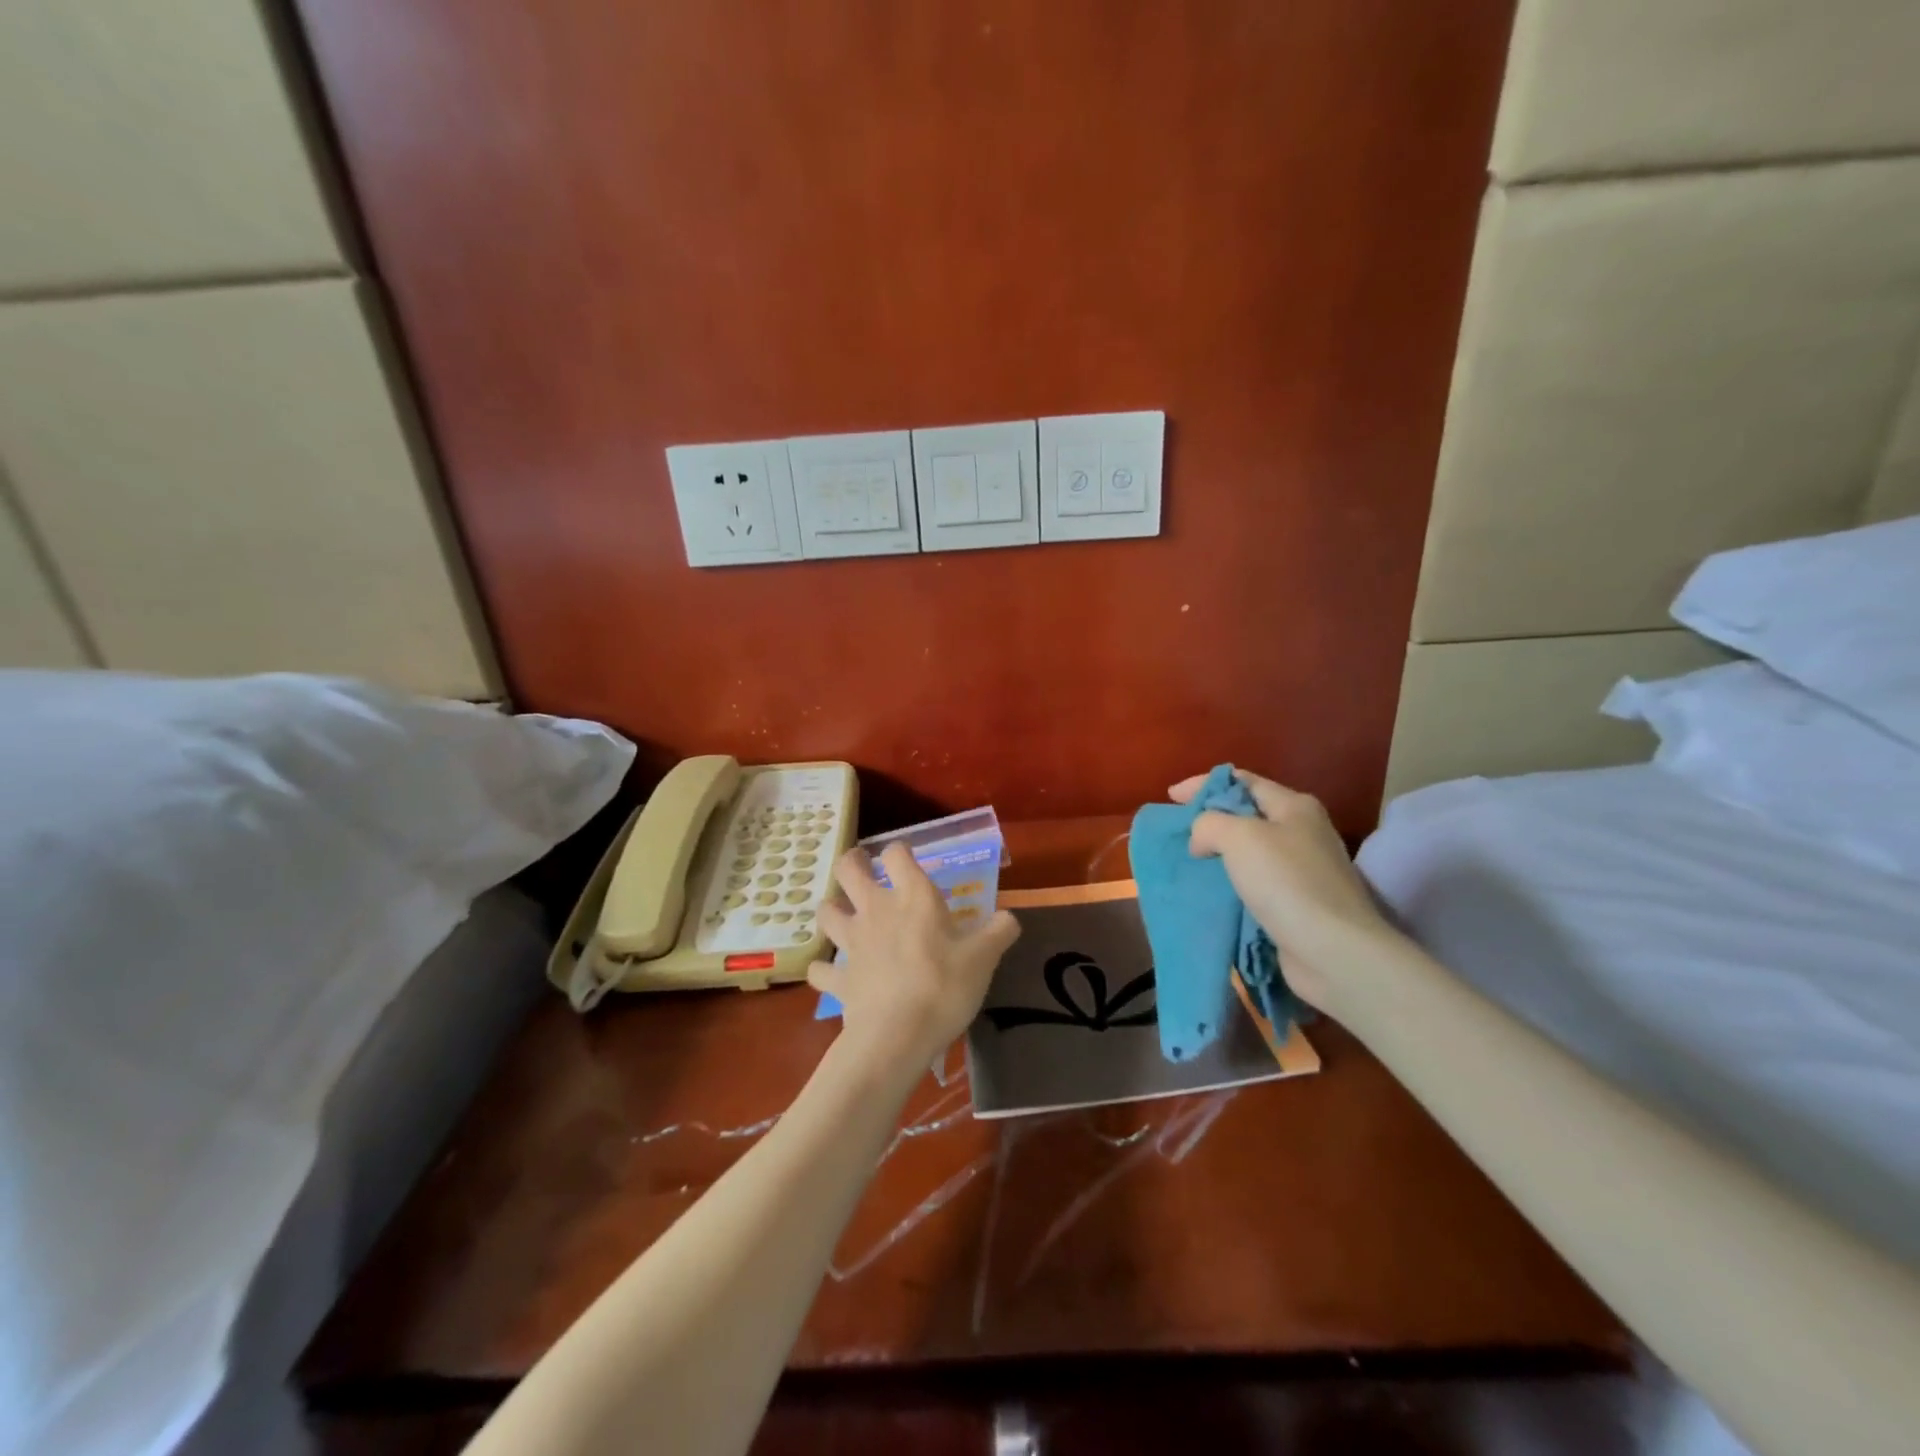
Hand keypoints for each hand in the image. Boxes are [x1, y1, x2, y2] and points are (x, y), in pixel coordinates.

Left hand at [811, 843, 1020, 1076]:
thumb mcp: (984, 959)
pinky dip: (824, 969)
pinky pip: (821, 969)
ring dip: (831, 909)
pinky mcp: (839, 977)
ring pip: (826, 912)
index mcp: (913, 897)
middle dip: (851, 863)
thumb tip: (1010, 918)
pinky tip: (831, 973)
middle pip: (848, 870)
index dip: (899, 851)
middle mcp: (876, 910)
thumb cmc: (944, 986)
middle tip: (860, 866)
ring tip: (841, 915)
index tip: (905, 858)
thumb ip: (998, 932)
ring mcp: (852, 943)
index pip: (896, 854)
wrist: (897, 1035)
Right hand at [1170, 770, 1393, 1011]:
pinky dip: (1230, 883)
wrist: (1334, 952)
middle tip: (1177, 833)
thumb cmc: (1287, 883)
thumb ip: (1209, 824)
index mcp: (1294, 806)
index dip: (1204, 785)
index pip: (1242, 781)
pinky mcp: (1298, 903)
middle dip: (1209, 820)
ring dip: (1218, 855)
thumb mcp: (1239, 836)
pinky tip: (1211, 892)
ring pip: (1249, 851)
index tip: (1170, 798)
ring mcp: (1303, 869)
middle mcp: (1302, 832)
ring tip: (1187, 863)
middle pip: (1246, 815)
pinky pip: (1254, 883)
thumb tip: (1201, 840)